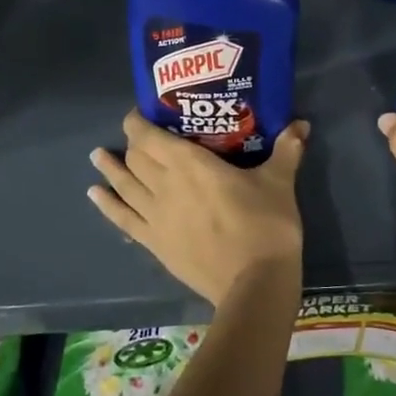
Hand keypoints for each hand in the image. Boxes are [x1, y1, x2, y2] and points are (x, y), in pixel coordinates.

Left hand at [88, 111, 308, 306]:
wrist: (254, 283)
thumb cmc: (266, 225)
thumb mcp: (280, 181)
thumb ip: (286, 150)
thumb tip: (301, 123)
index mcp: (191, 164)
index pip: (152, 137)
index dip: (139, 122)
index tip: (138, 113)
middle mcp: (166, 186)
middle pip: (137, 159)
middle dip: (133, 144)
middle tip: (137, 136)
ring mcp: (157, 217)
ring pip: (125, 186)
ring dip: (110, 169)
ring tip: (97, 156)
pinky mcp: (156, 244)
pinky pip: (124, 220)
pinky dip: (107, 205)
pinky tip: (95, 195)